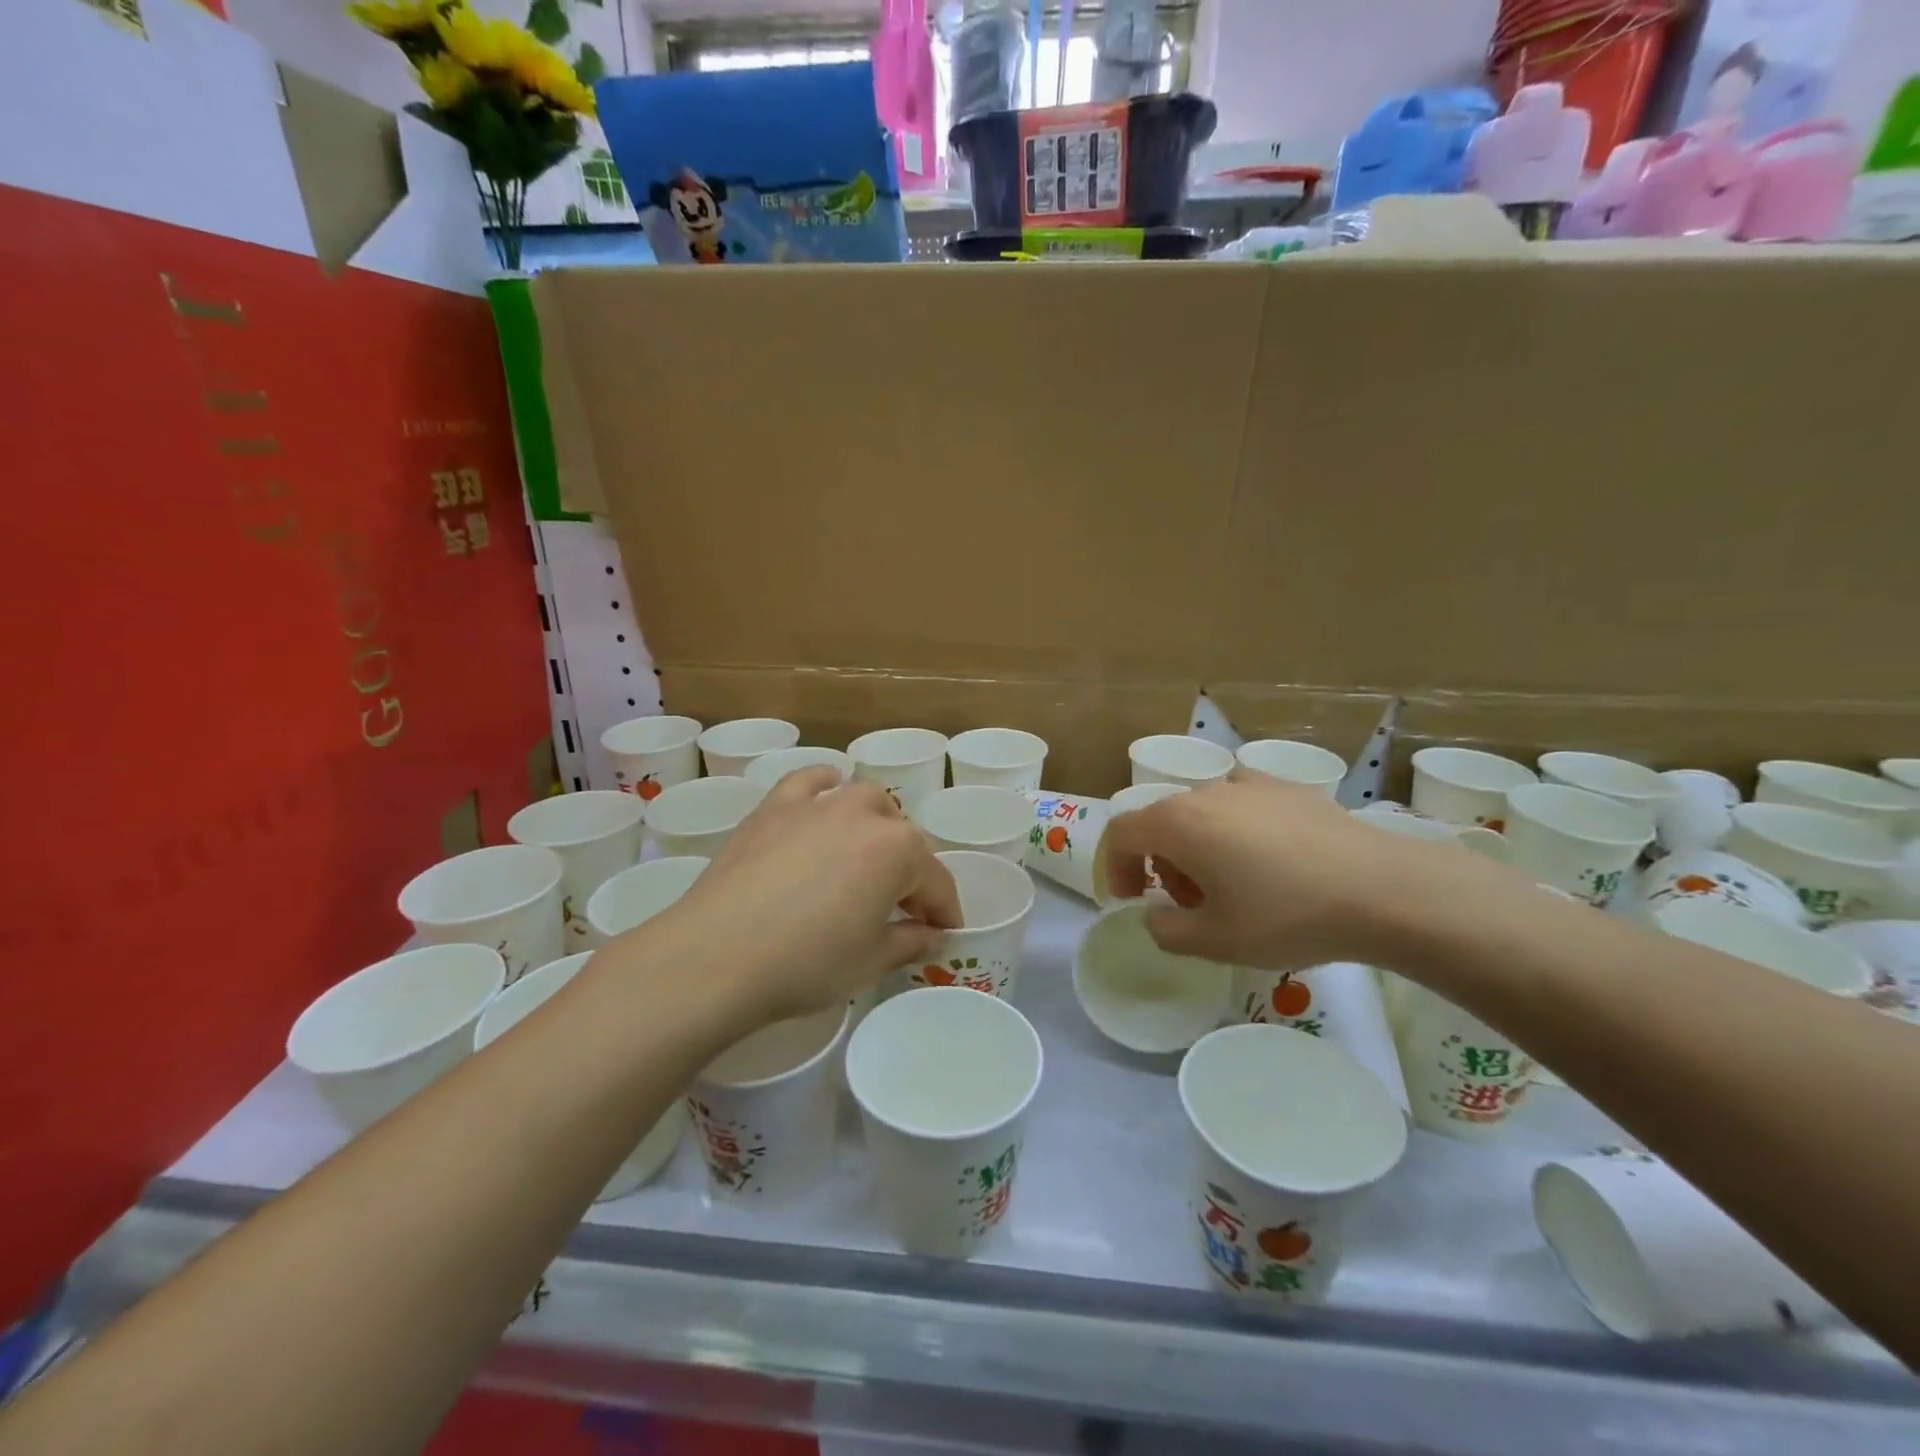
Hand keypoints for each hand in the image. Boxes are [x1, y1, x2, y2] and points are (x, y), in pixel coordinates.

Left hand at [646, 766, 961, 1023]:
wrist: (718, 955)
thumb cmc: (807, 962)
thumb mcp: (871, 961)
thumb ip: (911, 942)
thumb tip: (933, 936)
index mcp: (899, 850)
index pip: (936, 882)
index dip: (944, 912)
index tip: (944, 934)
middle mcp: (864, 814)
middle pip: (903, 838)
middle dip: (910, 872)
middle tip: (900, 909)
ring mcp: (817, 804)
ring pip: (863, 801)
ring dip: (876, 826)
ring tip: (867, 856)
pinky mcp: (774, 807)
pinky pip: (810, 782)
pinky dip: (824, 785)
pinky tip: (825, 794)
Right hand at [1101, 775, 1487, 970]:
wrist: (1382, 890)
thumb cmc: (1286, 916)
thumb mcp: (1215, 941)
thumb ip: (1166, 930)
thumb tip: (1157, 914)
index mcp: (1178, 823)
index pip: (1120, 833)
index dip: (1113, 868)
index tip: (1133, 901)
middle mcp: (1206, 792)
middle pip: (1162, 822)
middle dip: (1162, 865)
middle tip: (1191, 906)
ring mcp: (1250, 784)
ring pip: (1202, 813)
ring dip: (1198, 848)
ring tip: (1234, 887)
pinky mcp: (1289, 789)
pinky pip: (1243, 807)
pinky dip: (1236, 832)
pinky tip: (1272, 864)